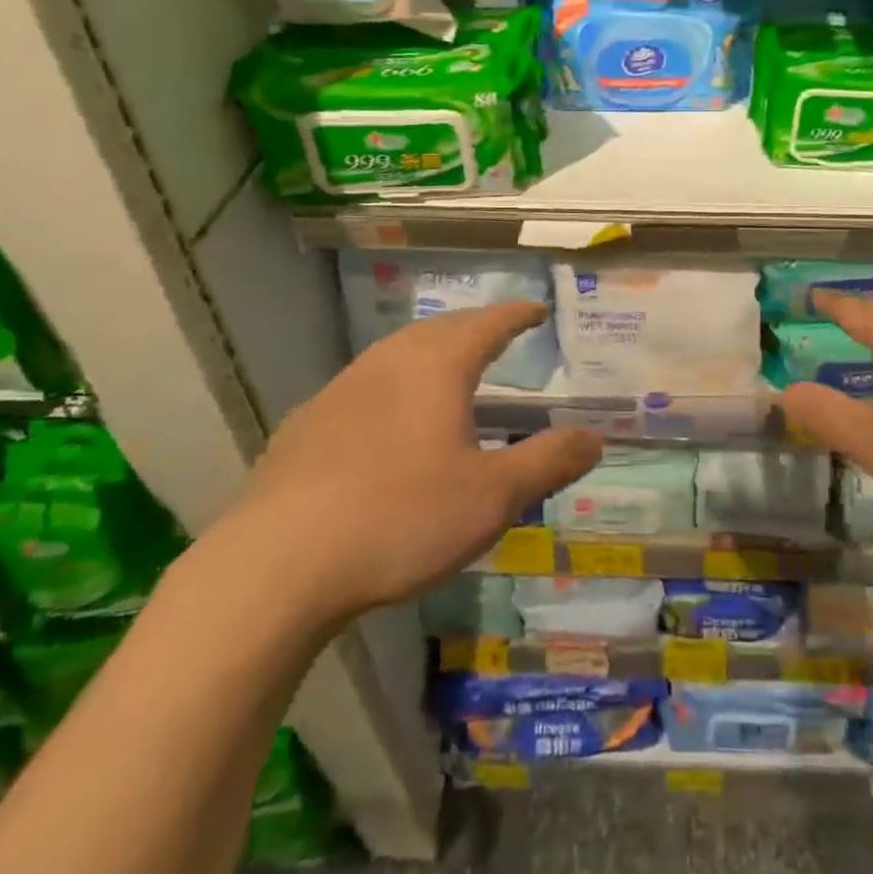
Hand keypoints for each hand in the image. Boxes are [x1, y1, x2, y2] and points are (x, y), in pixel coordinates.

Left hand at [211, 302, 601, 635]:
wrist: (276, 564)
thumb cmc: (400, 518)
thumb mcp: (491, 497)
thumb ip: (548, 462)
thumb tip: (596, 437)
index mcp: (437, 366)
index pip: (488, 323)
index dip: (517, 315)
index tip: (537, 309)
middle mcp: (389, 361)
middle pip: (441, 329)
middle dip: (475, 327)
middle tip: (499, 333)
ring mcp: (342, 388)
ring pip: (398, 352)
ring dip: (431, 351)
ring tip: (449, 367)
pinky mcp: (307, 422)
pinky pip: (365, 385)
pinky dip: (393, 384)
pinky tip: (387, 419)